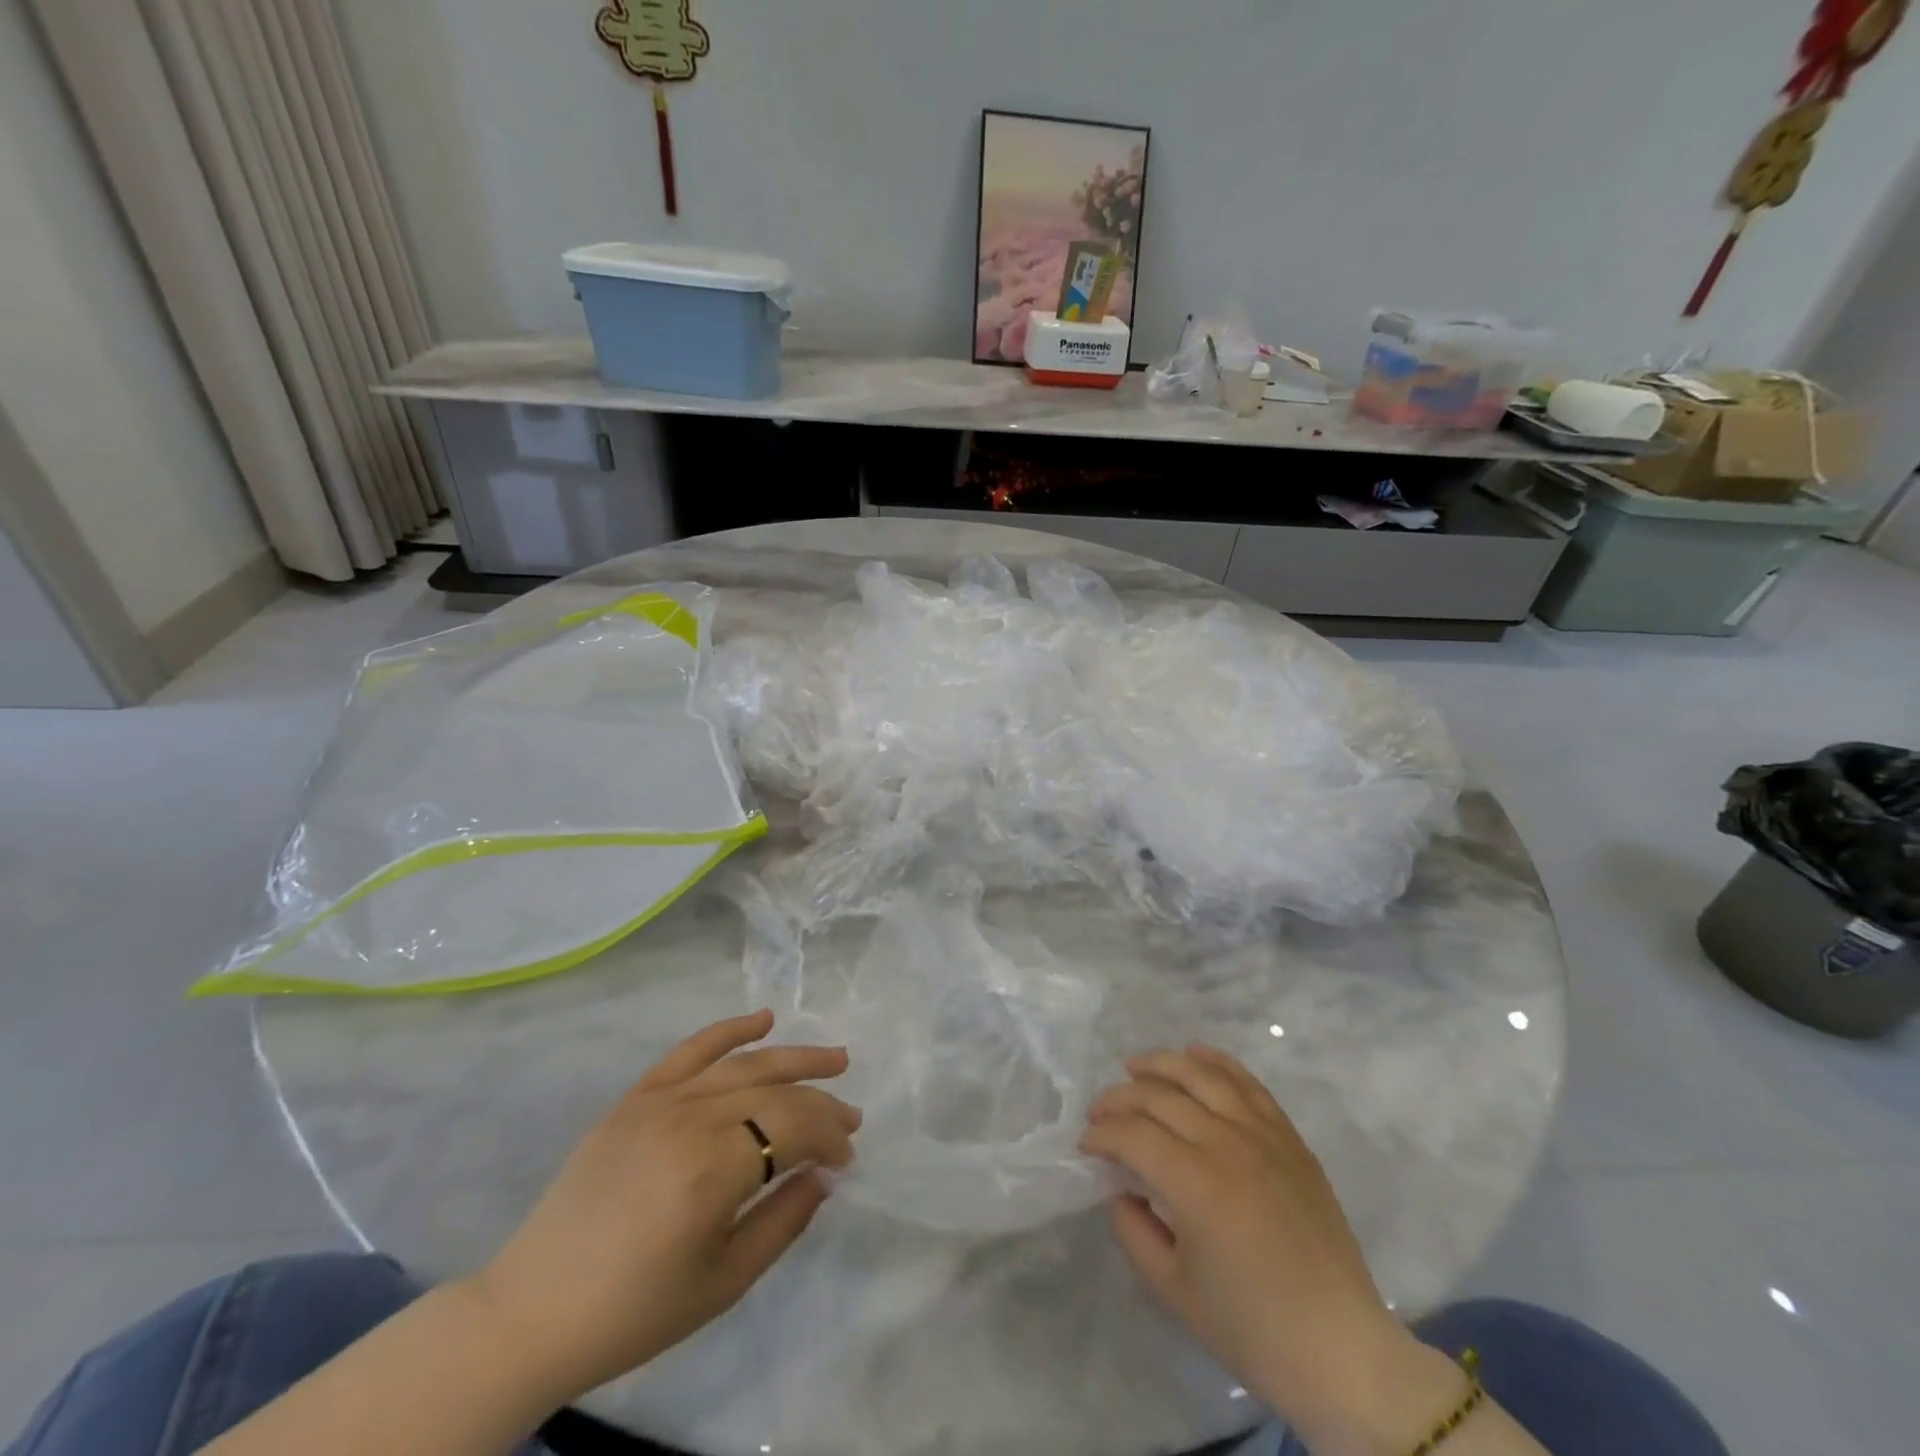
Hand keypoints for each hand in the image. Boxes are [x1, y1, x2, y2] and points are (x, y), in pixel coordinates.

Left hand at [464, 1010, 859, 1405]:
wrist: (532, 1311)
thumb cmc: (634, 1310)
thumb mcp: (724, 1282)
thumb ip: (784, 1220)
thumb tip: (823, 1174)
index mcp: (713, 1169)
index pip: (794, 1127)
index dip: (829, 1137)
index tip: (845, 1160)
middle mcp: (690, 1120)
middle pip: (775, 1092)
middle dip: (821, 1102)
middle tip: (852, 1118)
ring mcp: (659, 1101)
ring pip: (743, 1063)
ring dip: (794, 1057)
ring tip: (834, 1060)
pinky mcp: (635, 1097)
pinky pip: (690, 1051)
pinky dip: (729, 1030)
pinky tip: (763, 1020)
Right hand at [1083, 1046, 1464, 1452]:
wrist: (1339, 1348)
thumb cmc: (1251, 1328)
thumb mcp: (1173, 1290)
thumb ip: (1133, 1231)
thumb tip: (1119, 1189)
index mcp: (1196, 1185)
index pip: (1133, 1135)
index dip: (1101, 1135)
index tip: (1086, 1146)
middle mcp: (1227, 1145)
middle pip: (1160, 1097)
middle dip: (1120, 1098)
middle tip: (1101, 1113)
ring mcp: (1263, 1135)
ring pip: (1202, 1075)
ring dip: (1161, 1064)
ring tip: (1135, 1067)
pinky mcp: (1289, 1138)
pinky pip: (1248, 1084)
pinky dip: (1217, 1062)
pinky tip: (1195, 1054)